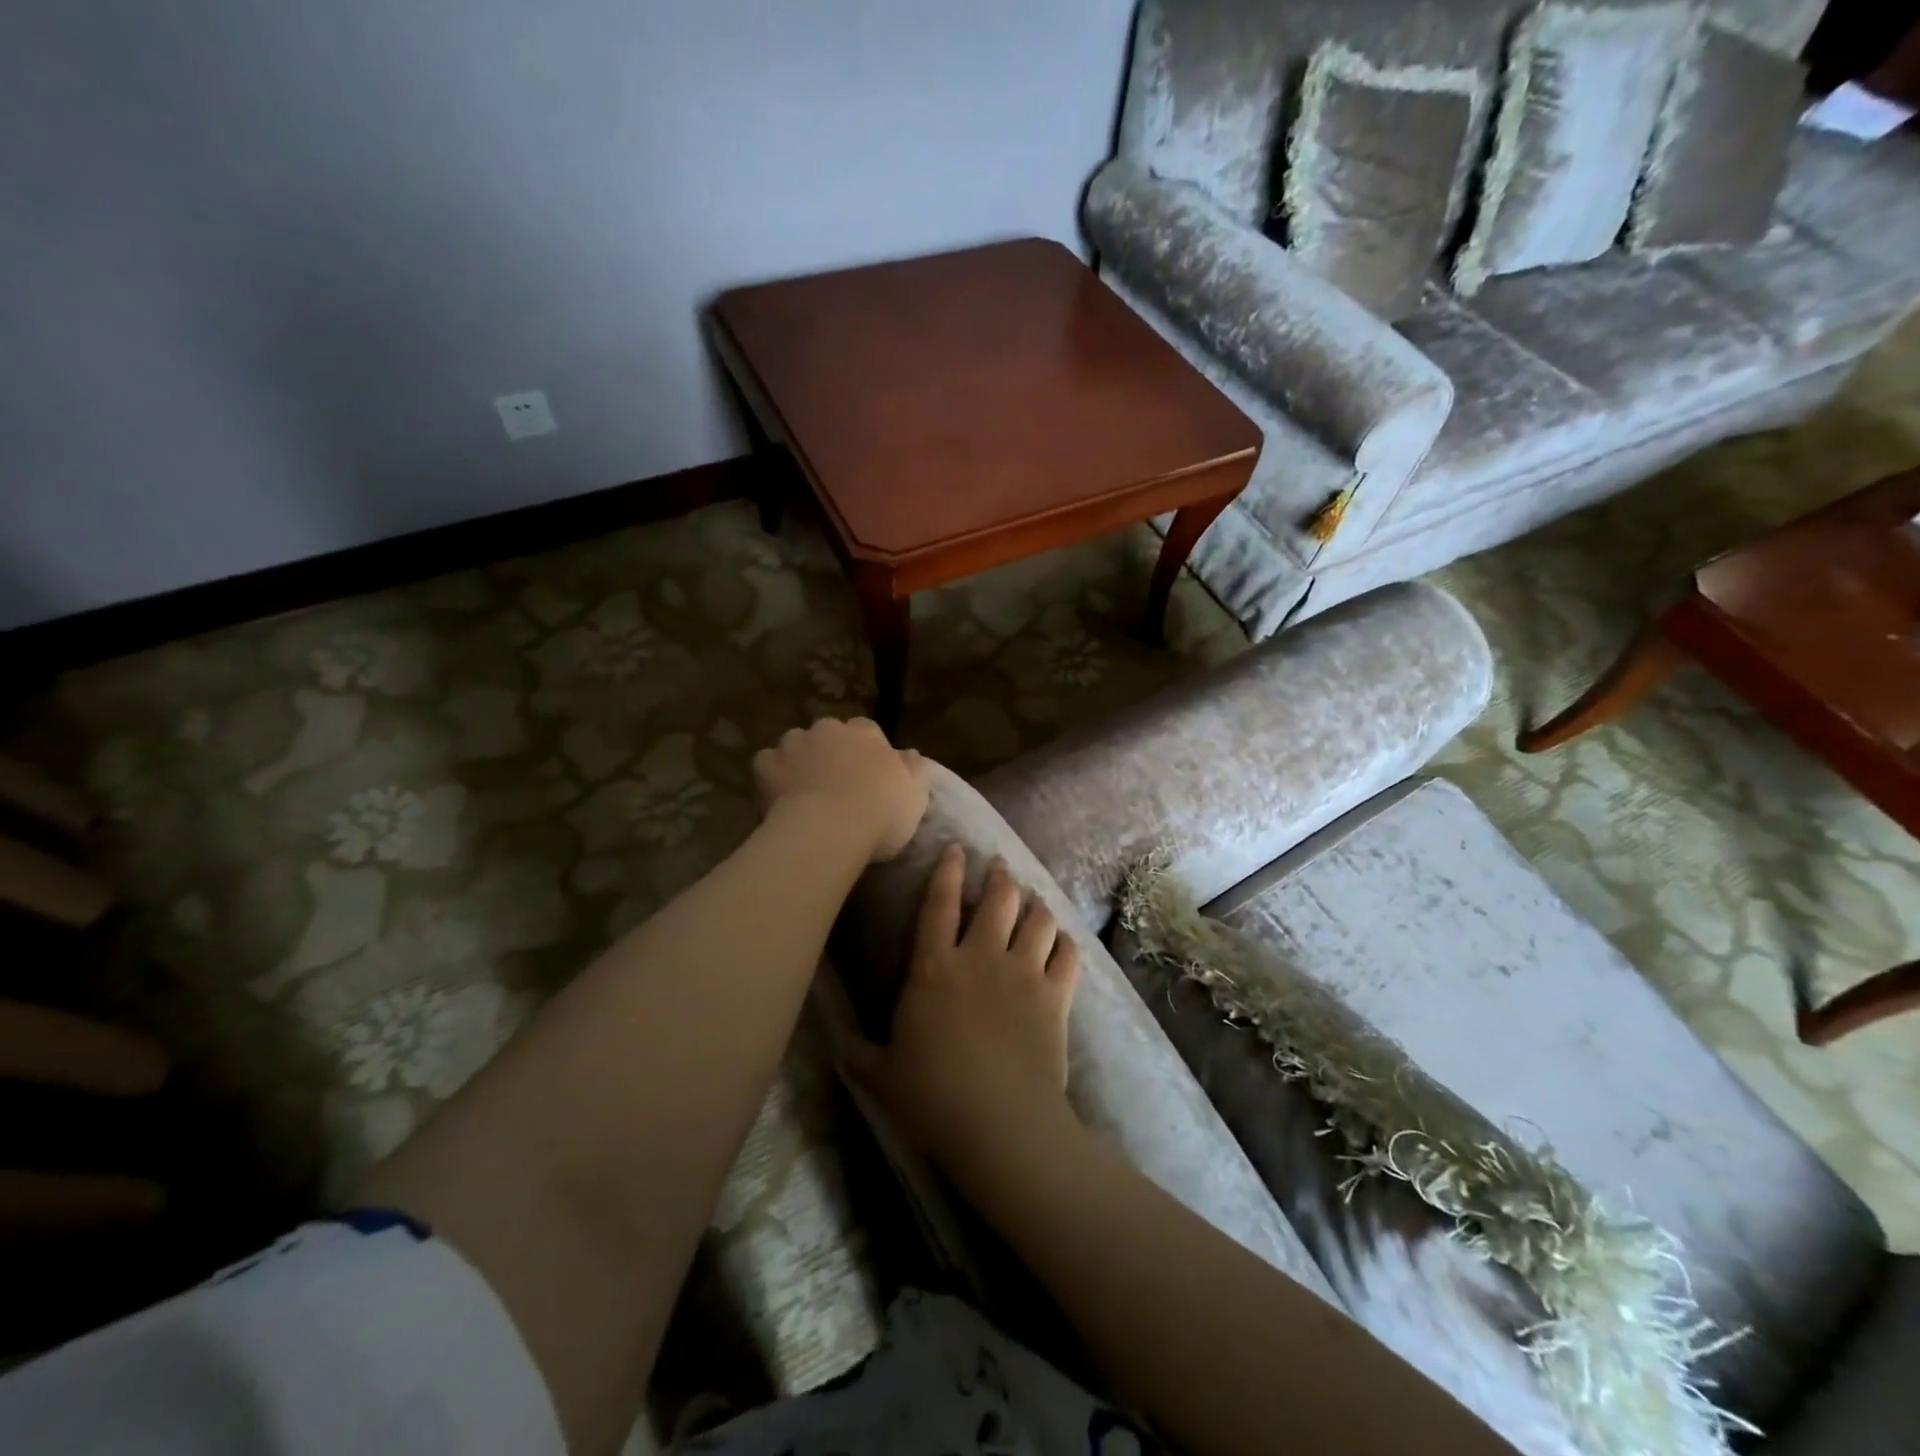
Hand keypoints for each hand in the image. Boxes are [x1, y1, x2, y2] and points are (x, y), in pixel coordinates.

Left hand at [752, 718, 928, 862]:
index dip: (867, 752)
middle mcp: (829, 729)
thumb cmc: (879, 814)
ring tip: (805, 793)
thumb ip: (915, 769)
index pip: (867, 730)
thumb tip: (910, 753)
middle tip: (836, 785)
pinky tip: (779, 799)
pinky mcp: (765, 764)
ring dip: (801, 761)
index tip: (868, 776)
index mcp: (866, 733)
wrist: (827, 832)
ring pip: (796, 746)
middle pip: (830, 734)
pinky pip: (768, 765)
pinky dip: (773, 778)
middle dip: (831, 752)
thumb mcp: (915, 795)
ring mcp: (793, 743)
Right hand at [842, 847, 1081, 1178]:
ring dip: (1036, 904)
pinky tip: (1061, 941)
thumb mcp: (880, 1075)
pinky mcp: (1056, 996)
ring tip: (1033, 901)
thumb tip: (832, 1039)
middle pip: (998, 898)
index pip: (939, 903)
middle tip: (1000, 870)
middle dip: (1000, 877)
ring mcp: (1023, 972)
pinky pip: (1067, 954)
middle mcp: (981, 956)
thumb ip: (856, 1051)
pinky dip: (1065, 942)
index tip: (957, 849)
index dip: (948, 871)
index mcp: (934, 967)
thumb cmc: (932, 1095)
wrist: (999, 1122)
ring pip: (1037, 918)